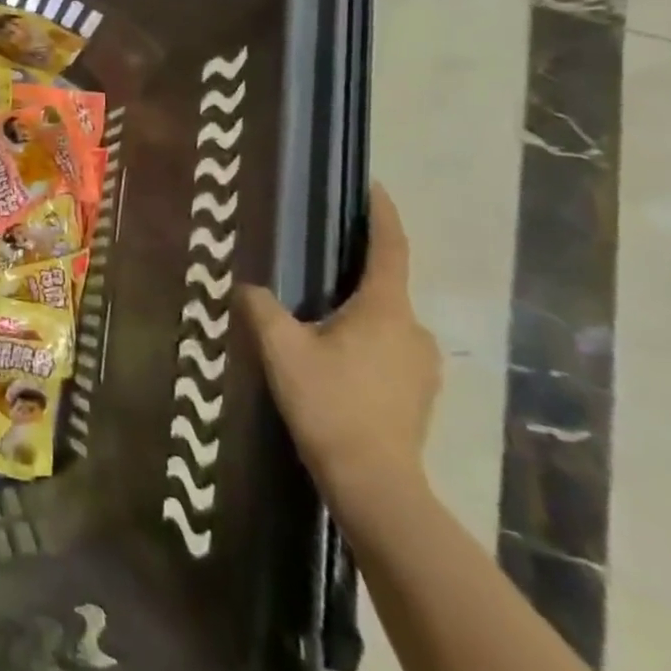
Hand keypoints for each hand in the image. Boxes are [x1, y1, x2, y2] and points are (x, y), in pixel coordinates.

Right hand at [240, 185, 439, 506]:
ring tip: (320, 325)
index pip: (390, 248)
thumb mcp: (282, 349)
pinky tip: (336, 366)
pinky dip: (366, 346)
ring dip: (358, 316)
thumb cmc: (329, 404)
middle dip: (355, 276)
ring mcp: (423, 366)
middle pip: (385, 288)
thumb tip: (247, 286)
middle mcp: (414, 330)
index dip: (383, 215)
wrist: (374, 483)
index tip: (375, 187)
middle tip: (317, 273)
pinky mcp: (420, 396)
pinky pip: (391, 353)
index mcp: (385, 309)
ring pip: (387, 324)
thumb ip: (261, 308)